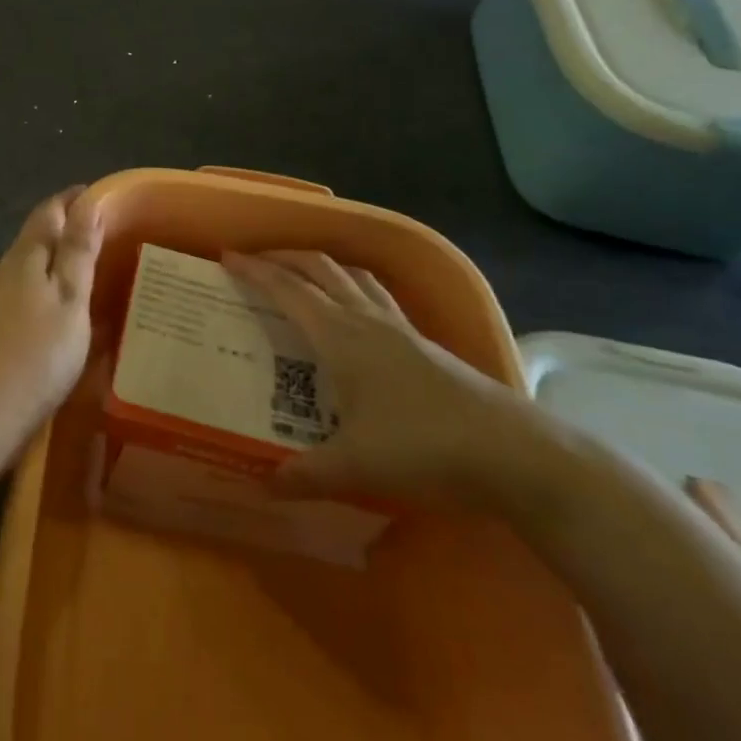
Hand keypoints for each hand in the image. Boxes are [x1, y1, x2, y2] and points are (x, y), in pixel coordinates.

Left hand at [0, 188, 102, 532]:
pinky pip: (15, 300)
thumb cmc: (33, 357)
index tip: (99, 196)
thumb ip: (77, 252)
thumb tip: (88, 202)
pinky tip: (50, 319)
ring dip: (50, 267)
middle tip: (100, 239)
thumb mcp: (69, 301)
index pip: (49, 212)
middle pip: (33, 240)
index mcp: (24, 258)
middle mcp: (0, 273)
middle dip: (63, 232)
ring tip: (83, 279)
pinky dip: (38, 296)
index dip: (73, 200)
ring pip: (22, 272)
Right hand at [222, 251, 537, 508]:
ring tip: (302, 274)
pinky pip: (378, 297)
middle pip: (321, 269)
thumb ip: (304, 474)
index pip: (289, 290)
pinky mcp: (424, 343)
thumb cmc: (424, 448)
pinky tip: (355, 313)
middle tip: (256, 261)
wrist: (513, 454)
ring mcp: (401, 328)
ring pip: (354, 277)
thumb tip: (263, 483)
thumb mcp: (354, 467)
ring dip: (322, 266)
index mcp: (341, 337)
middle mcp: (368, 320)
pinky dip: (353, 287)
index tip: (227, 257)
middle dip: (285, 258)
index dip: (256, 271)